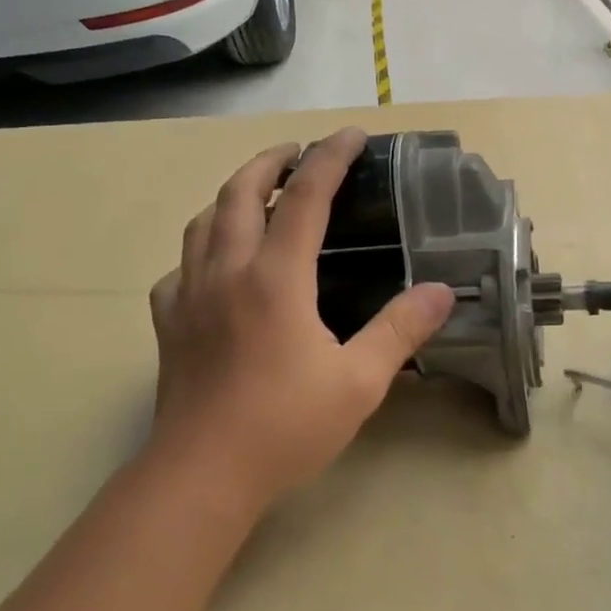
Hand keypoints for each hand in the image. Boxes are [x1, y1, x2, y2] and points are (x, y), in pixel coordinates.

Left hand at [146, 128, 455, 515]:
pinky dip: (200, 251)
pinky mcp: (168, 323)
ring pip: (202, 222)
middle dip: (270, 160)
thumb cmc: (285, 427)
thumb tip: (442, 291)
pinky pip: (179, 268)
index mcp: (276, 278)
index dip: (330, 158)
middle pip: (239, 192)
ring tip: (256, 196)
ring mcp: (189, 295)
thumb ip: (400, 330)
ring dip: (231, 195)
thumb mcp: (359, 382)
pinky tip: (214, 269)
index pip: (305, 197)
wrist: (202, 476)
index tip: (351, 135)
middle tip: (297, 152)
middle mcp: (227, 271)